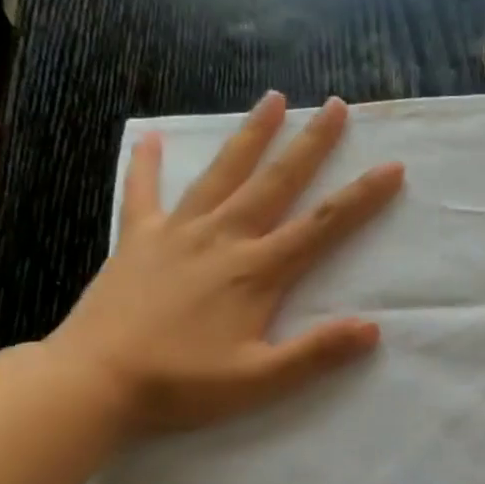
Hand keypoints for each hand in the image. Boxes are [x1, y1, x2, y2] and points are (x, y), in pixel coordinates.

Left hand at [47, 92, 403, 435]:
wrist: (92, 382)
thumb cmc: (182, 384)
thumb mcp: (260, 380)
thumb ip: (316, 353)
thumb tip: (372, 328)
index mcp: (257, 271)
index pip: (322, 225)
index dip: (362, 197)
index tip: (392, 168)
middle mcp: (222, 239)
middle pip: (276, 182)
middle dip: (311, 143)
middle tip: (337, 106)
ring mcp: (176, 233)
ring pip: (222, 174)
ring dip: (251, 135)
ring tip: (273, 99)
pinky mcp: (136, 240)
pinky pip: (143, 193)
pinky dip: (148, 164)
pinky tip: (152, 138)